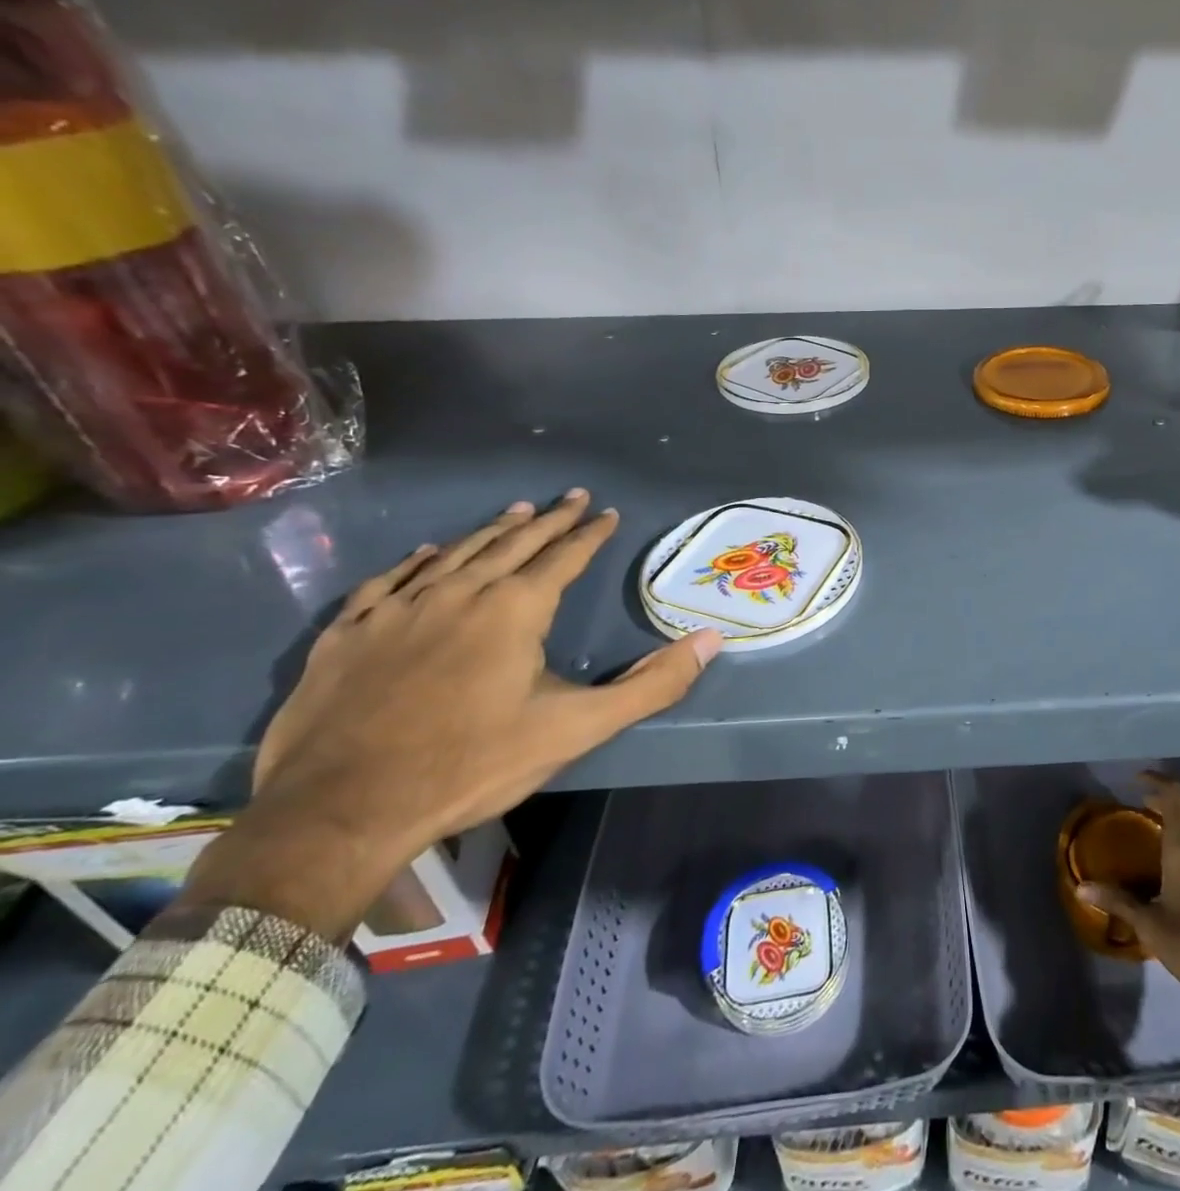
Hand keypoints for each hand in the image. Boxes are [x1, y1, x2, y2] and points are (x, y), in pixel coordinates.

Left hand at [180, 490, 721, 940]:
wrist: (338, 813)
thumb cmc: (470, 764)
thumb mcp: (575, 729)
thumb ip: (650, 685)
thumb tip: (711, 641)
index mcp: (514, 610)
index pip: (563, 556)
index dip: (588, 533)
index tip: (605, 512)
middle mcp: (458, 593)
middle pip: (512, 543)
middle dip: (547, 519)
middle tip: (570, 497)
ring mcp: (397, 610)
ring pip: (454, 554)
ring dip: (490, 531)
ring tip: (515, 511)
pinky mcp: (348, 634)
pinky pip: (389, 581)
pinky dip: (415, 561)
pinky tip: (424, 553)